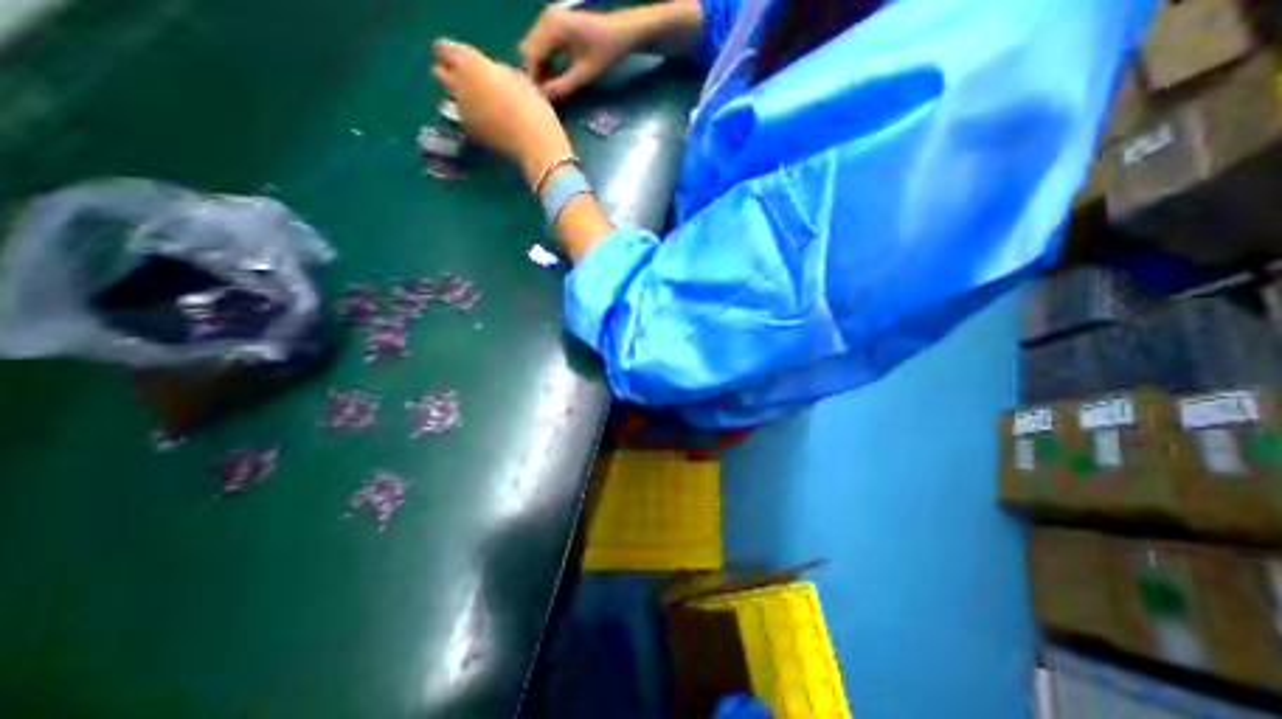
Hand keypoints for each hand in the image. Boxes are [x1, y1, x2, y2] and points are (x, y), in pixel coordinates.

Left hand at [429, 37, 570, 185]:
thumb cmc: (535, 110)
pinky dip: (472, 122)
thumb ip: (499, 73)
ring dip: (461, 101)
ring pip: (450, 100)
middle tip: (471, 84)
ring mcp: (461, 113)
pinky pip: (463, 121)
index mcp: (470, 64)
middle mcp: (458, 86)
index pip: (443, 49)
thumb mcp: (521, 81)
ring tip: (482, 109)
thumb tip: (493, 76)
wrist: (536, 149)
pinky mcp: (469, 135)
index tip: (469, 62)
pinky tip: (490, 128)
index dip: (454, 55)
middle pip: (439, 74)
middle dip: (450, 76)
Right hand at [516, 5, 638, 97]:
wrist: (618, 33)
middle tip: (549, 92)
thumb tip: (544, 97)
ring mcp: (548, 18)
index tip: (543, 96)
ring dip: (540, 67)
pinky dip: (545, 60)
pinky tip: (556, 74)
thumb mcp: (584, 74)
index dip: (534, 78)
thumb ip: (563, 86)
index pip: (531, 54)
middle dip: (535, 72)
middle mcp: (546, 18)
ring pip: (532, 47)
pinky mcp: (552, 23)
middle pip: (527, 49)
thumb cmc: (605, 53)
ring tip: (554, 85)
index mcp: (553, 26)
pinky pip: (540, 45)